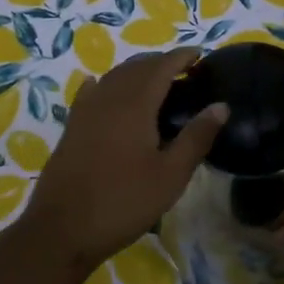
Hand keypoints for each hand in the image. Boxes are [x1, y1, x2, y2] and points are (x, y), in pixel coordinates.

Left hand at [16, 48, 226, 277]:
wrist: (62, 229)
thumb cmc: (123, 202)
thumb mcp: (170, 176)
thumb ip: (196, 137)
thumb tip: (221, 105)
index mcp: (135, 105)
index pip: (161, 67)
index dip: (181, 57)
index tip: (199, 54)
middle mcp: (108, 98)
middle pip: (136, 67)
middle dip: (160, 62)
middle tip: (182, 70)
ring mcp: (85, 112)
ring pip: (113, 77)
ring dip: (135, 71)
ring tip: (154, 79)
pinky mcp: (71, 128)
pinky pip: (89, 93)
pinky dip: (103, 84)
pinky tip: (100, 85)